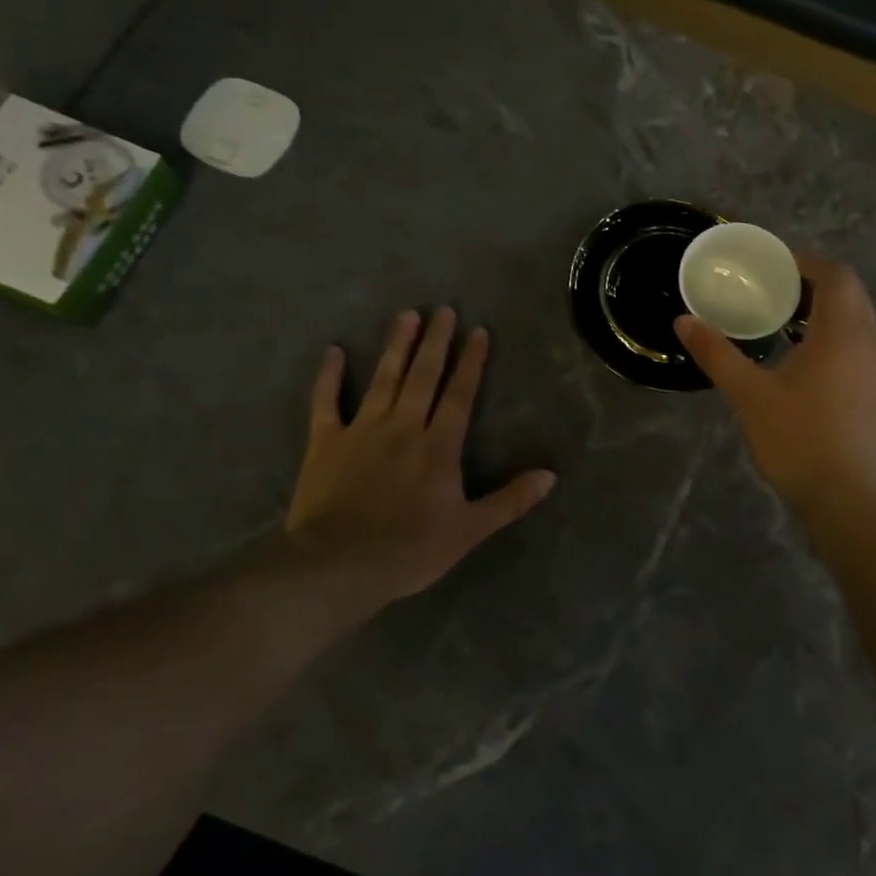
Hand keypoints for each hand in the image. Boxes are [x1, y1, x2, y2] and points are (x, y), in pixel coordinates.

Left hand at [284, 308, 555, 607]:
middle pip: (423, 376)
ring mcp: (361, 430)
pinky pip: (325, 402)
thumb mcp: (470, 530)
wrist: (338, 565)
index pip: (459, 394)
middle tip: (442, 310)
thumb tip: (550, 476)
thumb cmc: (410, 550)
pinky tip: (333, 351)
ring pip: (383, 379)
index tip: (477, 331)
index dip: (471, 362)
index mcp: (438, 446)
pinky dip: (328, 376)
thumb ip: (510, 500)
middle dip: (435, 341)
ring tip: (406, 315)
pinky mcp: (325, 442)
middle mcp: (402, 427)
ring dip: (396, 346)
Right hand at [674, 256, 875, 505]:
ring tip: (787, 325)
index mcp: (842, 332)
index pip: (835, 275)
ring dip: (827, 313)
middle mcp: (871, 342)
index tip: (775, 265)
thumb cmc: (795, 438)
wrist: (844, 497)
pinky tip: (808, 363)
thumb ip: (716, 353)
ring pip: (859, 323)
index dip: (806, 262)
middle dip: (815, 285)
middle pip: (850, 295)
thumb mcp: (748, 393)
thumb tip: (683, 321)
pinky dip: (838, 339)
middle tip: (775, 292)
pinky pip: (862, 348)